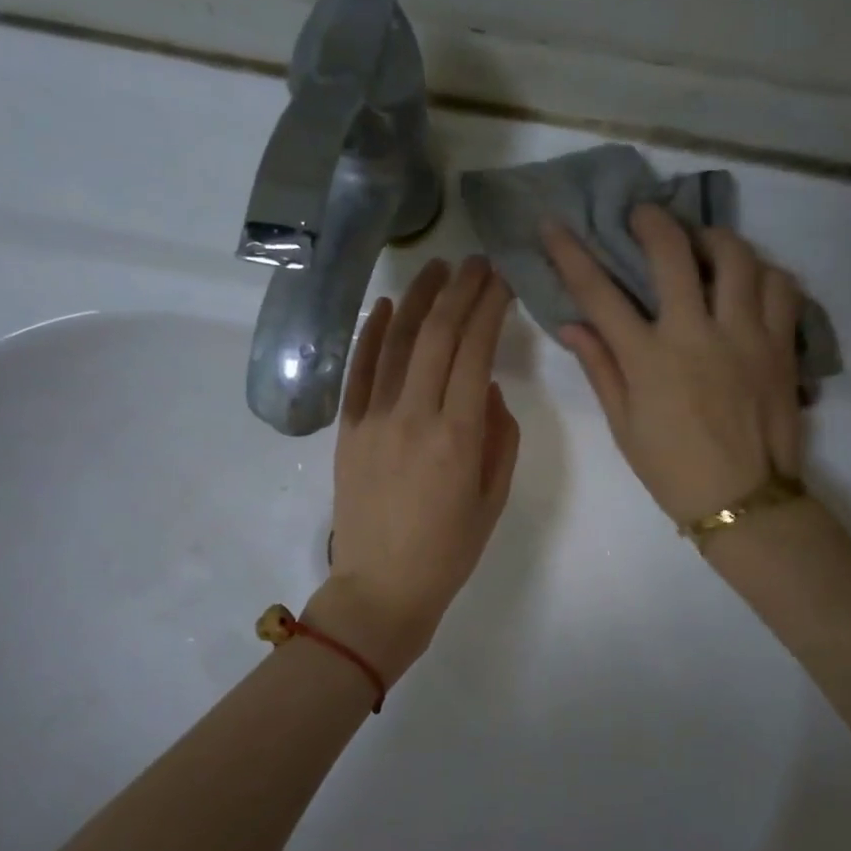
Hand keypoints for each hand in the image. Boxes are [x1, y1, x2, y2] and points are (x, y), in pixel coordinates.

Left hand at [307, 256, 520, 681]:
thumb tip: (490, 390)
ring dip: (417, 300)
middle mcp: (414, 415)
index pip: (475, 350)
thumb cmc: (449, 550)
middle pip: (438, 335)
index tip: (502, 280)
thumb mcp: (493, 498)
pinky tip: (385, 306)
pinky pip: (359, 371)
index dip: (490, 307)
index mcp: (458, 435)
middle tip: (476, 262)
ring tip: (436, 268)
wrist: (381, 588)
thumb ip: (500, 437)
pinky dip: (371, 334)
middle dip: (460, 291)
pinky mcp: (348, 429)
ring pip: (397, 343)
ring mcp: (374, 418)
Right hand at [543, 207, 802, 521]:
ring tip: (702, 242)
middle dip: (652, 222)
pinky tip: (749, 279)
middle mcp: (696, 334)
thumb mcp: (624, 425)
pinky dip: (763, 272)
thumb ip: (601, 368)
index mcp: (649, 359)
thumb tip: (572, 325)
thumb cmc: (673, 470)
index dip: (570, 253)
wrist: (744, 500)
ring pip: (736, 257)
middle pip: (672, 253)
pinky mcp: (781, 344)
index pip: (599, 293)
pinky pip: (781, 286)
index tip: (553, 225)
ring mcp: (745, 335)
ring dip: (713, 238)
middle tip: (644, 215)